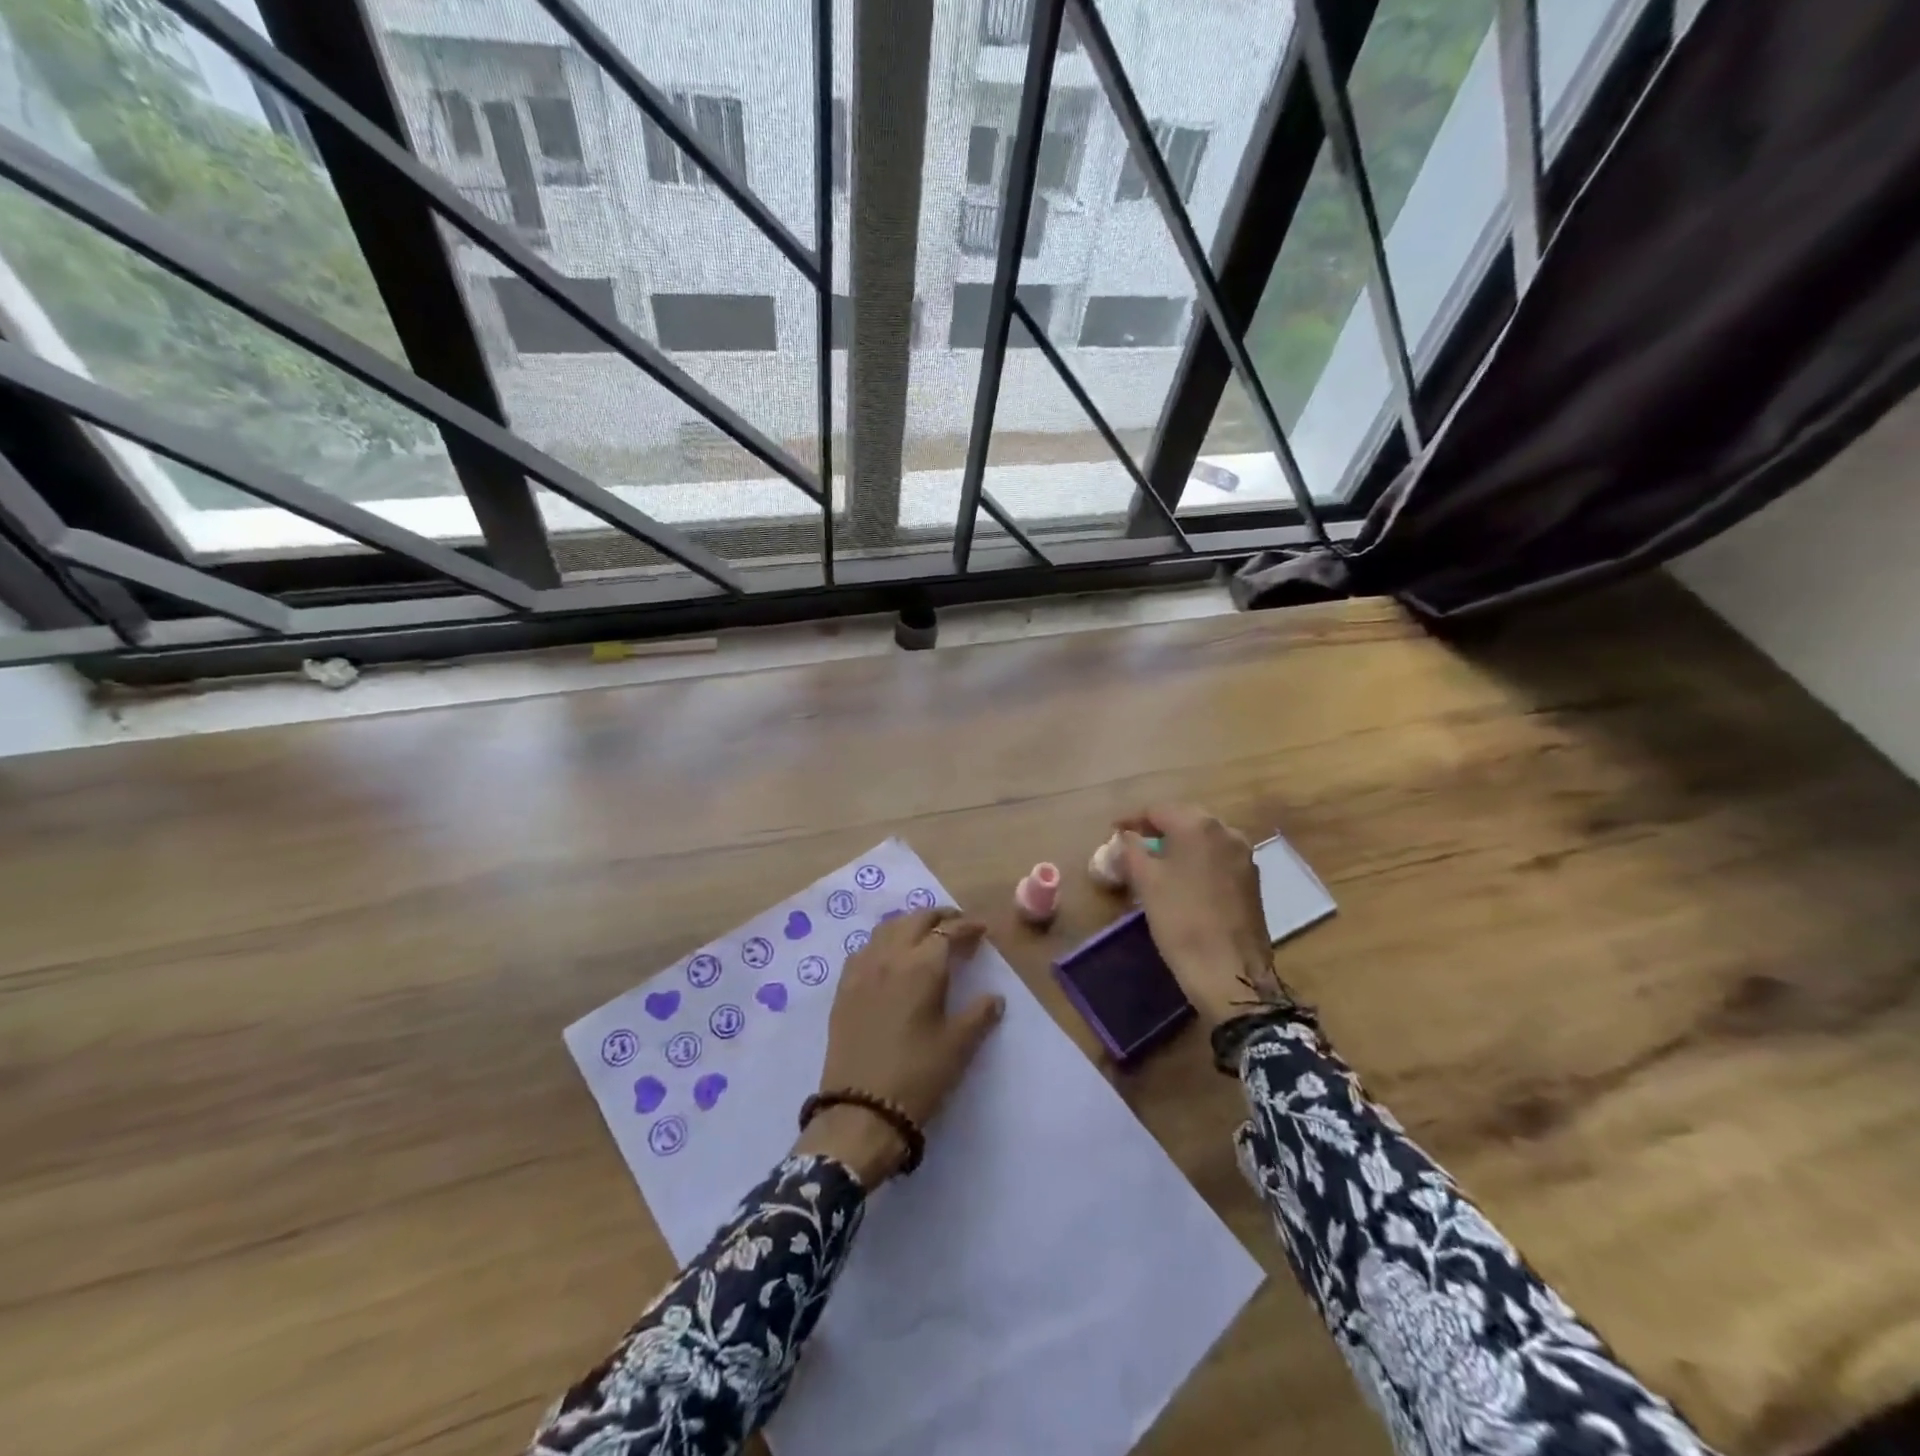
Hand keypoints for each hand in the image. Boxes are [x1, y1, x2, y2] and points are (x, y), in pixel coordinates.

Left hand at [794, 908, 1004, 1185]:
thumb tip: (994, 997)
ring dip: (910, 923)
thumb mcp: (958, 1046)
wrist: (860, 1111)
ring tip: (926, 935)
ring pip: (887, 928)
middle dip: (939, 916)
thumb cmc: (917, 1077)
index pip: (948, 931)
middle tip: (958, 925)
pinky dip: (884, 941)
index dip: (967, 927)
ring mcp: (862, 970)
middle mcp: (890, 957)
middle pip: (915, 919)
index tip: (981, 930)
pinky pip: (865, 948)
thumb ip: (979, 1014)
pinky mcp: (844, 987)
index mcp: (922, 966)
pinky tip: (891, 956)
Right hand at [1116, 804, 1279, 1027]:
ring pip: (1203, 839)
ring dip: (1178, 844)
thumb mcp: (1145, 882)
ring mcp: (1244, 856)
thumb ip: (1131, 850)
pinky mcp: (1251, 880)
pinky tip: (1182, 878)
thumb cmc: (1181, 920)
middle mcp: (1227, 832)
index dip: (1131, 819)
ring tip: (1155, 860)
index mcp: (1199, 826)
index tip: (1112, 831)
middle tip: (1133, 843)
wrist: (1230, 972)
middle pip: (1184, 819)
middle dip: (1157, 828)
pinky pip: (1217, 858)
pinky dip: (1196, 860)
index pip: (1158, 810)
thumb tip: (1126, 836)